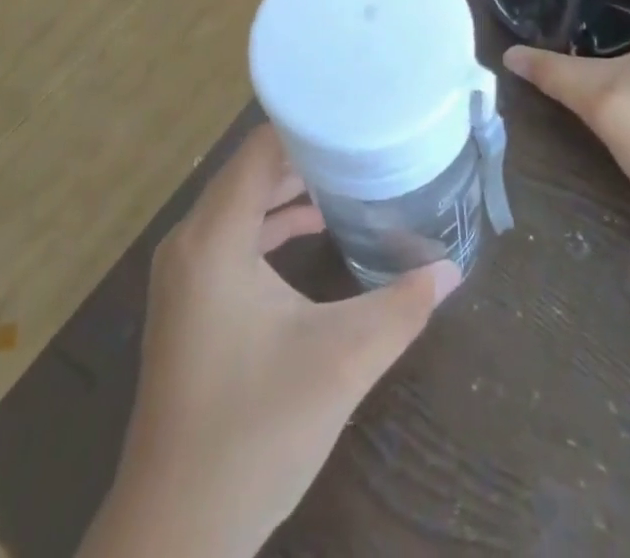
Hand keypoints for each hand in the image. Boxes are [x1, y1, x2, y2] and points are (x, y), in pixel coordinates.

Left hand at [83, 125, 460, 557]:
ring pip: (240, 203)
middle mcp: (191, 242)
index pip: (260, 148)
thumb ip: (400, 308)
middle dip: (307, 154)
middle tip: (364, 140)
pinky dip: (270, 224)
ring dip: (288, 188)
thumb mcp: (340, 363)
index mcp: (214, 238)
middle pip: (250, 170)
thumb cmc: (254, 432)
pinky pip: (232, 236)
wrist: (176, 533)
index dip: (308, 125)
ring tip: (348, 176)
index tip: (357, 114)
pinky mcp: (189, 300)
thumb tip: (453, 269)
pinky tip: (313, 229)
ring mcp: (184, 273)